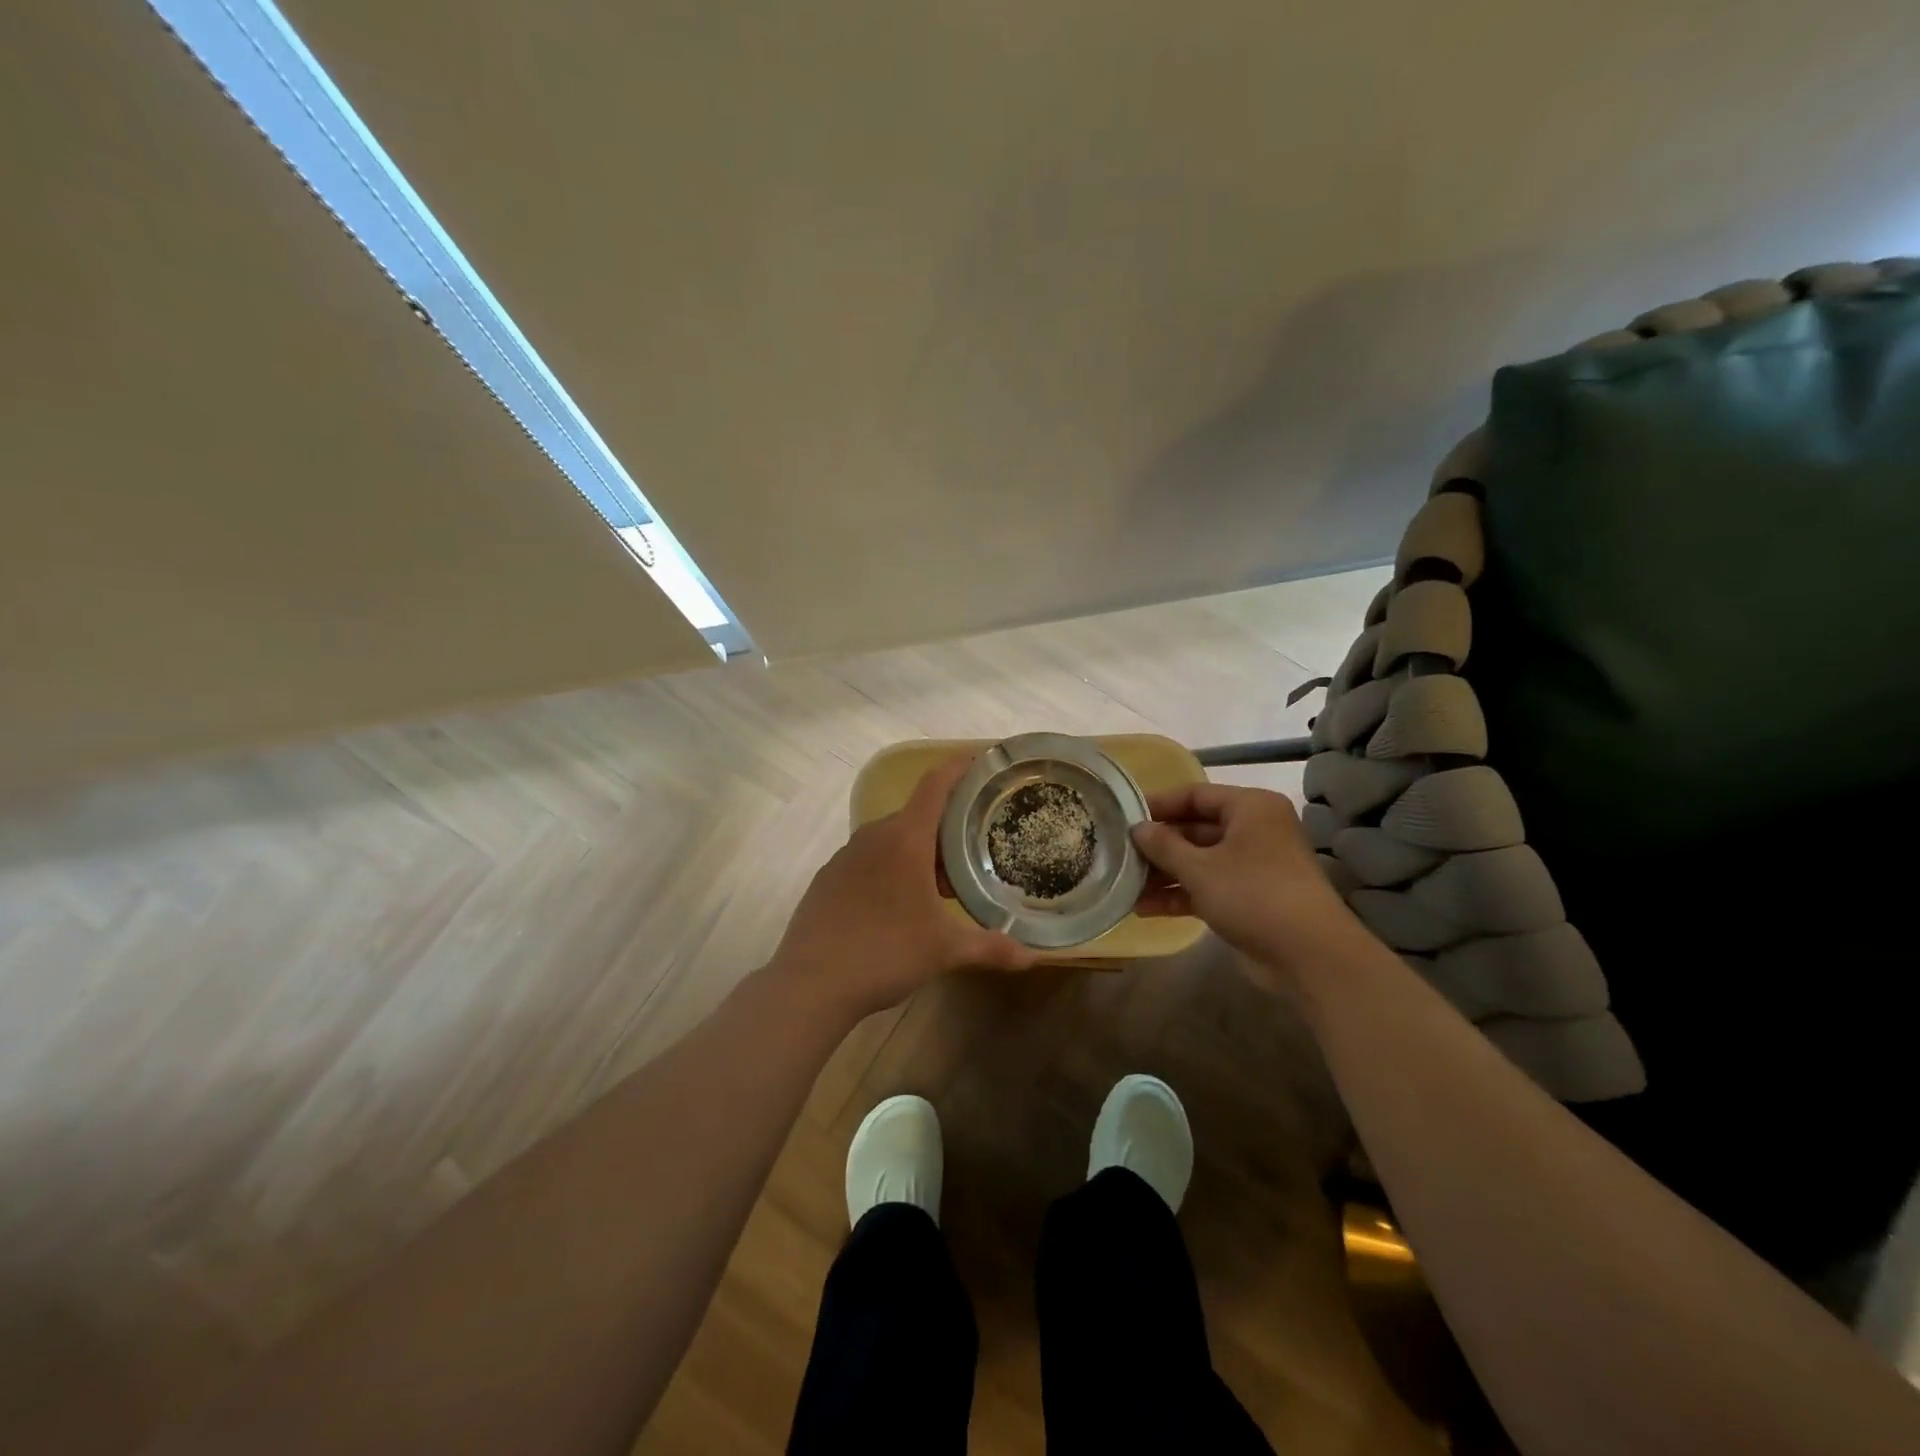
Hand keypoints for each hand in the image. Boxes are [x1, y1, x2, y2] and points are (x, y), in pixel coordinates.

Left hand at [771, 754, 1036, 1019]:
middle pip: (917, 816)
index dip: (959, 767)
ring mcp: (845, 856)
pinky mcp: (828, 879)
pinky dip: (891, 869)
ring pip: (892, 840)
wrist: (811, 983)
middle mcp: (873, 836)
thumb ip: (990, 948)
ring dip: (919, 853)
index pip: (935, 785)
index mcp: (905, 839)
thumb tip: (1033, 958)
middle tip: (974, 853)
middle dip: (946, 830)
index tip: (981, 761)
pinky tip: (898, 906)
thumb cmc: (885, 952)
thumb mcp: (944, 950)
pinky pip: (869, 860)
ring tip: (941, 887)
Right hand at [1131, 783, 1352, 965]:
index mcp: (1250, 808)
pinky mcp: (1249, 898)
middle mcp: (1254, 831)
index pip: (1196, 795)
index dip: (1159, 805)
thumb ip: (1164, 845)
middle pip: (1196, 829)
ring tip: (1126, 885)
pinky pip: (1208, 887)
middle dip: (1159, 845)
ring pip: (1200, 861)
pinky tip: (1146, 908)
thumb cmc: (1253, 894)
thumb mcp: (1200, 867)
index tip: (1125, 817)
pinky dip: (1181, 894)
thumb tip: (1138, 829)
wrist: (1309, 955)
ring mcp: (1253, 866)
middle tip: (1121, 854)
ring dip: (1165, 874)